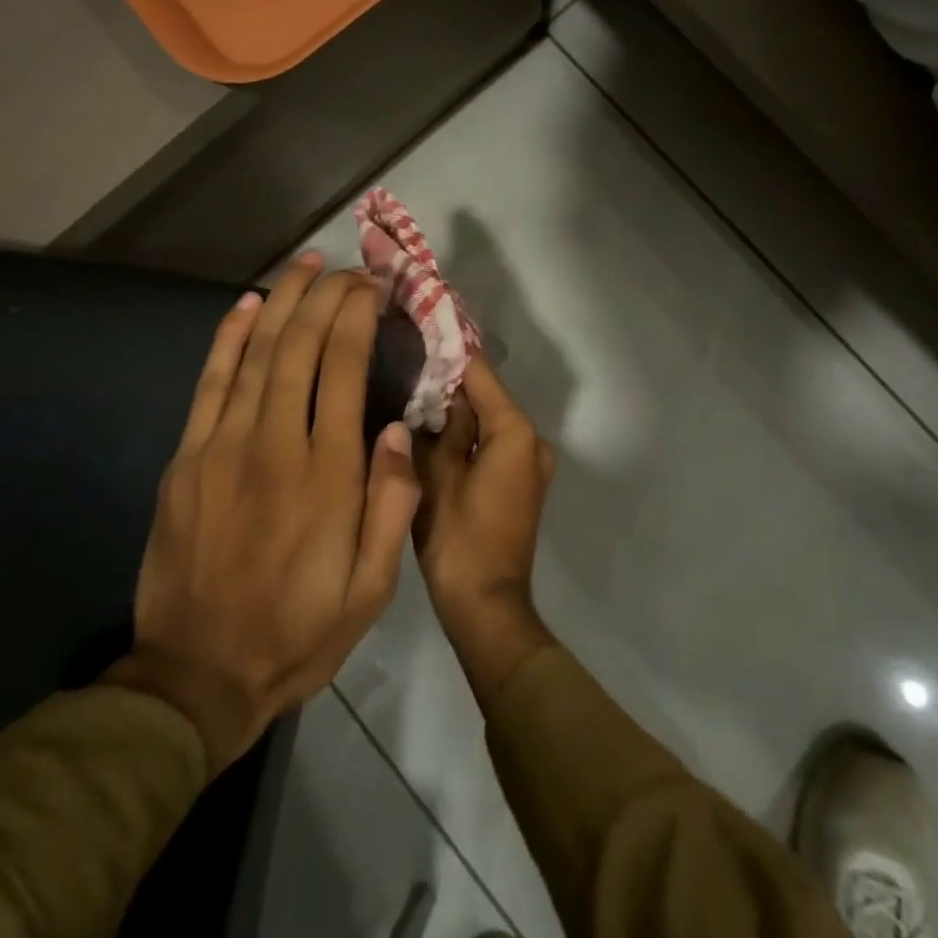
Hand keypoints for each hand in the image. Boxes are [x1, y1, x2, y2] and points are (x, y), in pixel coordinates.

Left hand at [105, 254, 420, 774]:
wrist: (196, 677)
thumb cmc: (298, 633)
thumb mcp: (371, 590)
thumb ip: (391, 505)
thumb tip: (396, 429)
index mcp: (328, 474)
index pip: (345, 368)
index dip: (358, 317)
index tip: (373, 288)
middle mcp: (276, 444)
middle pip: (302, 347)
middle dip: (327, 296)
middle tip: (348, 268)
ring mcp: (223, 447)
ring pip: (257, 353)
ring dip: (283, 301)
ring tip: (305, 265)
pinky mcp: (187, 459)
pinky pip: (210, 383)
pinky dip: (228, 338)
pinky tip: (246, 305)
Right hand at [414, 360, 558, 700]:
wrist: (486, 606)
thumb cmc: (459, 540)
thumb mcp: (437, 477)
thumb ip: (440, 429)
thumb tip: (439, 394)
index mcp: (515, 432)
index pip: (480, 375)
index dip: (449, 353)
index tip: (419, 330)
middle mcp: (531, 441)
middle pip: (487, 397)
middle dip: (450, 384)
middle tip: (406, 365)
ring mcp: (530, 463)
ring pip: (488, 421)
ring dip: (457, 411)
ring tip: (411, 392)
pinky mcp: (520, 483)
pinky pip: (492, 444)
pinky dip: (467, 436)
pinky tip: (431, 431)